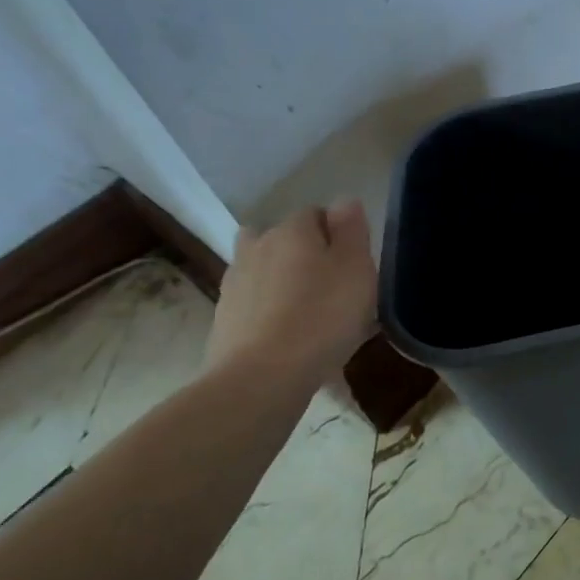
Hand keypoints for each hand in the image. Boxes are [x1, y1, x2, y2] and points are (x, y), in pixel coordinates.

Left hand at [203, 201, 377, 394]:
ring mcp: (235, 284)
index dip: (337, 234)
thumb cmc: (322, 316)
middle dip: (304, 254)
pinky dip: (269, 313)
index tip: (354, 262)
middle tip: (331, 285)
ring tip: (309, 313)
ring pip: (265, 271)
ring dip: (282, 282)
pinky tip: (290, 338)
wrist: (261, 378)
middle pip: (284, 239)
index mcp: (292, 230)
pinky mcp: (223, 320)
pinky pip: (254, 305)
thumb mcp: (356, 268)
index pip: (316, 213)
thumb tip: (343, 201)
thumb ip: (352, 229)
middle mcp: (257, 247)